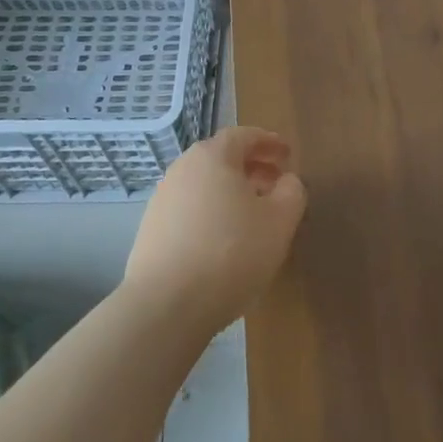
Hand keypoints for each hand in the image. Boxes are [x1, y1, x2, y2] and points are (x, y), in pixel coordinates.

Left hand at [122, 126, 306, 334]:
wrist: (165, 306)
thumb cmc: (231, 252)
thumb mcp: (280, 221)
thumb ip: (292, 192)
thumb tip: (287, 181)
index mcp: (213, 156)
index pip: (244, 135)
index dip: (269, 142)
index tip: (288, 155)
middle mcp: (182, 169)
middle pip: (222, 158)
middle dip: (252, 168)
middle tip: (275, 184)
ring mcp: (161, 200)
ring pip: (205, 186)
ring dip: (231, 193)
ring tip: (253, 217)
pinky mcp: (150, 232)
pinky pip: (190, 211)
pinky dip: (211, 215)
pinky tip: (224, 243)